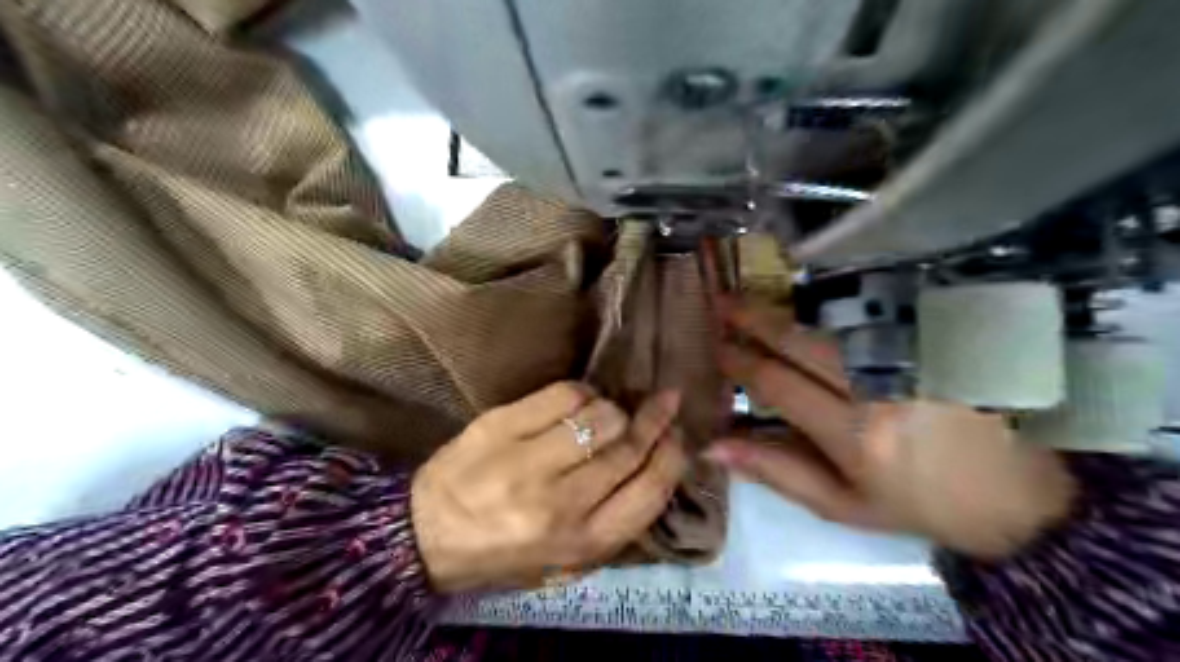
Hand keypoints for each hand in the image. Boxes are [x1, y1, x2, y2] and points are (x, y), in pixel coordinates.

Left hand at [413, 381, 687, 590]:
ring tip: (608, 413)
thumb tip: (655, 466)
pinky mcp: (501, 426)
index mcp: (581, 543)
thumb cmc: (504, 554)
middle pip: (628, 446)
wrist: (425, 535)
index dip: (672, 456)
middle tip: (665, 402)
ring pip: (601, 415)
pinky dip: (581, 394)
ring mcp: (527, 461)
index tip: (678, 435)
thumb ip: (614, 524)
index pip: (649, 491)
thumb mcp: (566, 563)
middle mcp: (560, 503)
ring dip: (614, 409)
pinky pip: (564, 395)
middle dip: (654, 420)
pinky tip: (577, 403)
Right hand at [703, 300, 1076, 559]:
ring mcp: (910, 356)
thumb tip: (714, 446)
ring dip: (785, 309)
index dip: (740, 362)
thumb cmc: (922, 504)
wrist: (1025, 492)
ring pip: (830, 323)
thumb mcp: (844, 504)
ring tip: (751, 298)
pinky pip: (869, 316)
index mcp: (854, 434)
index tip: (716, 346)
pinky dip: (829, 309)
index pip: (776, 383)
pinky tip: (805, 302)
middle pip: (799, 341)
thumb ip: (776, 470)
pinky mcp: (936, 339)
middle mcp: (878, 387)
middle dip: (752, 319)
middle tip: (719, 301)